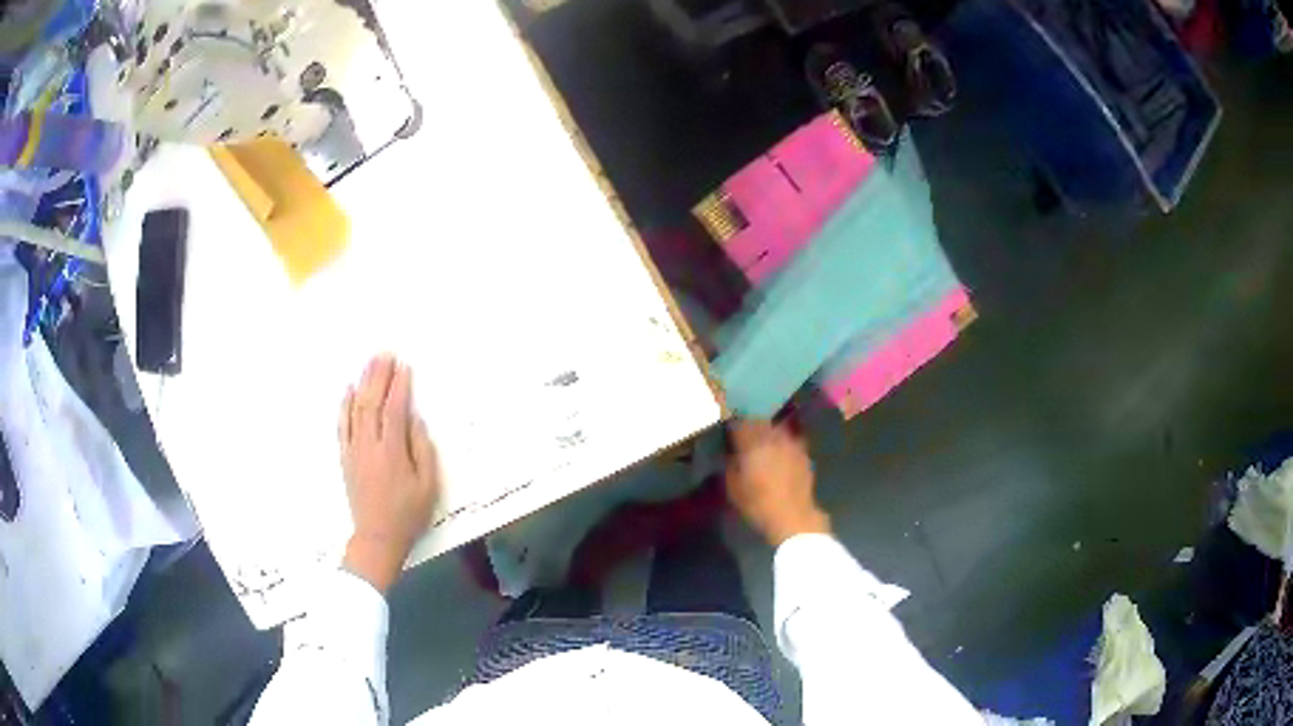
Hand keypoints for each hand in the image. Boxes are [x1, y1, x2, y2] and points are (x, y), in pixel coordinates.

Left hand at [339, 354, 439, 592]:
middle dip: (379, 375)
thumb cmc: (408, 513)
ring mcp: (354, 450)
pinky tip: (348, 389)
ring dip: (363, 383)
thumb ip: (423, 450)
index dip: (400, 386)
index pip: (395, 410)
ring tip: (370, 363)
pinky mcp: (345, 457)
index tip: (405, 366)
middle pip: (372, 402)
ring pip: (356, 409)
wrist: (377, 537)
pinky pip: (342, 425)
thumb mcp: (428, 486)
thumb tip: (416, 420)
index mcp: (392, 452)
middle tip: (385, 353)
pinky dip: (344, 405)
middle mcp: (370, 445)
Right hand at [726, 420, 829, 545]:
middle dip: (750, 419)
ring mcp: (791, 442)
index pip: (739, 421)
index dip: (731, 419)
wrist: (793, 516)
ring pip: (776, 425)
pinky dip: (781, 438)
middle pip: (759, 419)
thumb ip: (730, 463)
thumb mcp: (733, 487)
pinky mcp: (803, 451)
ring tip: (760, 433)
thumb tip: (730, 451)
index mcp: (753, 443)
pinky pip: (789, 436)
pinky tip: (778, 446)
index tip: (725, 419)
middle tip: (742, 424)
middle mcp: (773, 436)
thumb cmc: (758, 504)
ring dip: (767, 427)